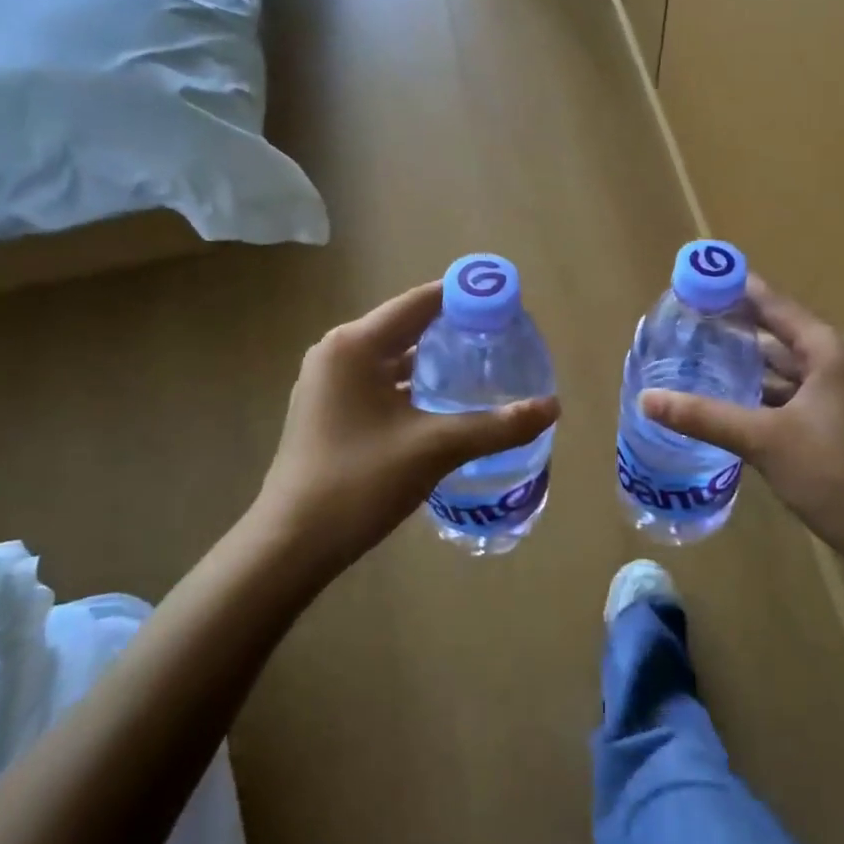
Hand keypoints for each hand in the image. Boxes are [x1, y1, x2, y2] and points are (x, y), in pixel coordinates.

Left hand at [255, 282, 559, 576]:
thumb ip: (496, 426)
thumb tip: (552, 407)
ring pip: (394, 356)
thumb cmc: (358, 483)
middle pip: (408, 325)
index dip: (466, 298)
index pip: (421, 302)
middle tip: (504, 339)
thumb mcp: (434, 449)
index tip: (508, 304)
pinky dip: (413, 383)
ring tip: (484, 366)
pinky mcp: (329, 409)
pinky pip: (380, 381)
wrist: (290, 545)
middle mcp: (338, 352)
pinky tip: (446, 401)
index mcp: (355, 345)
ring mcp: (329, 382)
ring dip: (434, 359)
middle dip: (455, 329)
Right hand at [640, 278, 843, 565]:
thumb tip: (646, 399)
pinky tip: (730, 394)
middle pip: (779, 331)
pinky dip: (764, 388)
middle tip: (688, 318)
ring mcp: (843, 390)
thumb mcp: (763, 440)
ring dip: (749, 359)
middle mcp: (839, 359)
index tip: (697, 279)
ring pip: (786, 364)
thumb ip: (703, 416)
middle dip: (736, 325)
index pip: (774, 304)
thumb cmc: (833, 474)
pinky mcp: (840, 417)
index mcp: (829, 349)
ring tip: (700, 351)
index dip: (735, 289)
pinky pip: (794, 389)